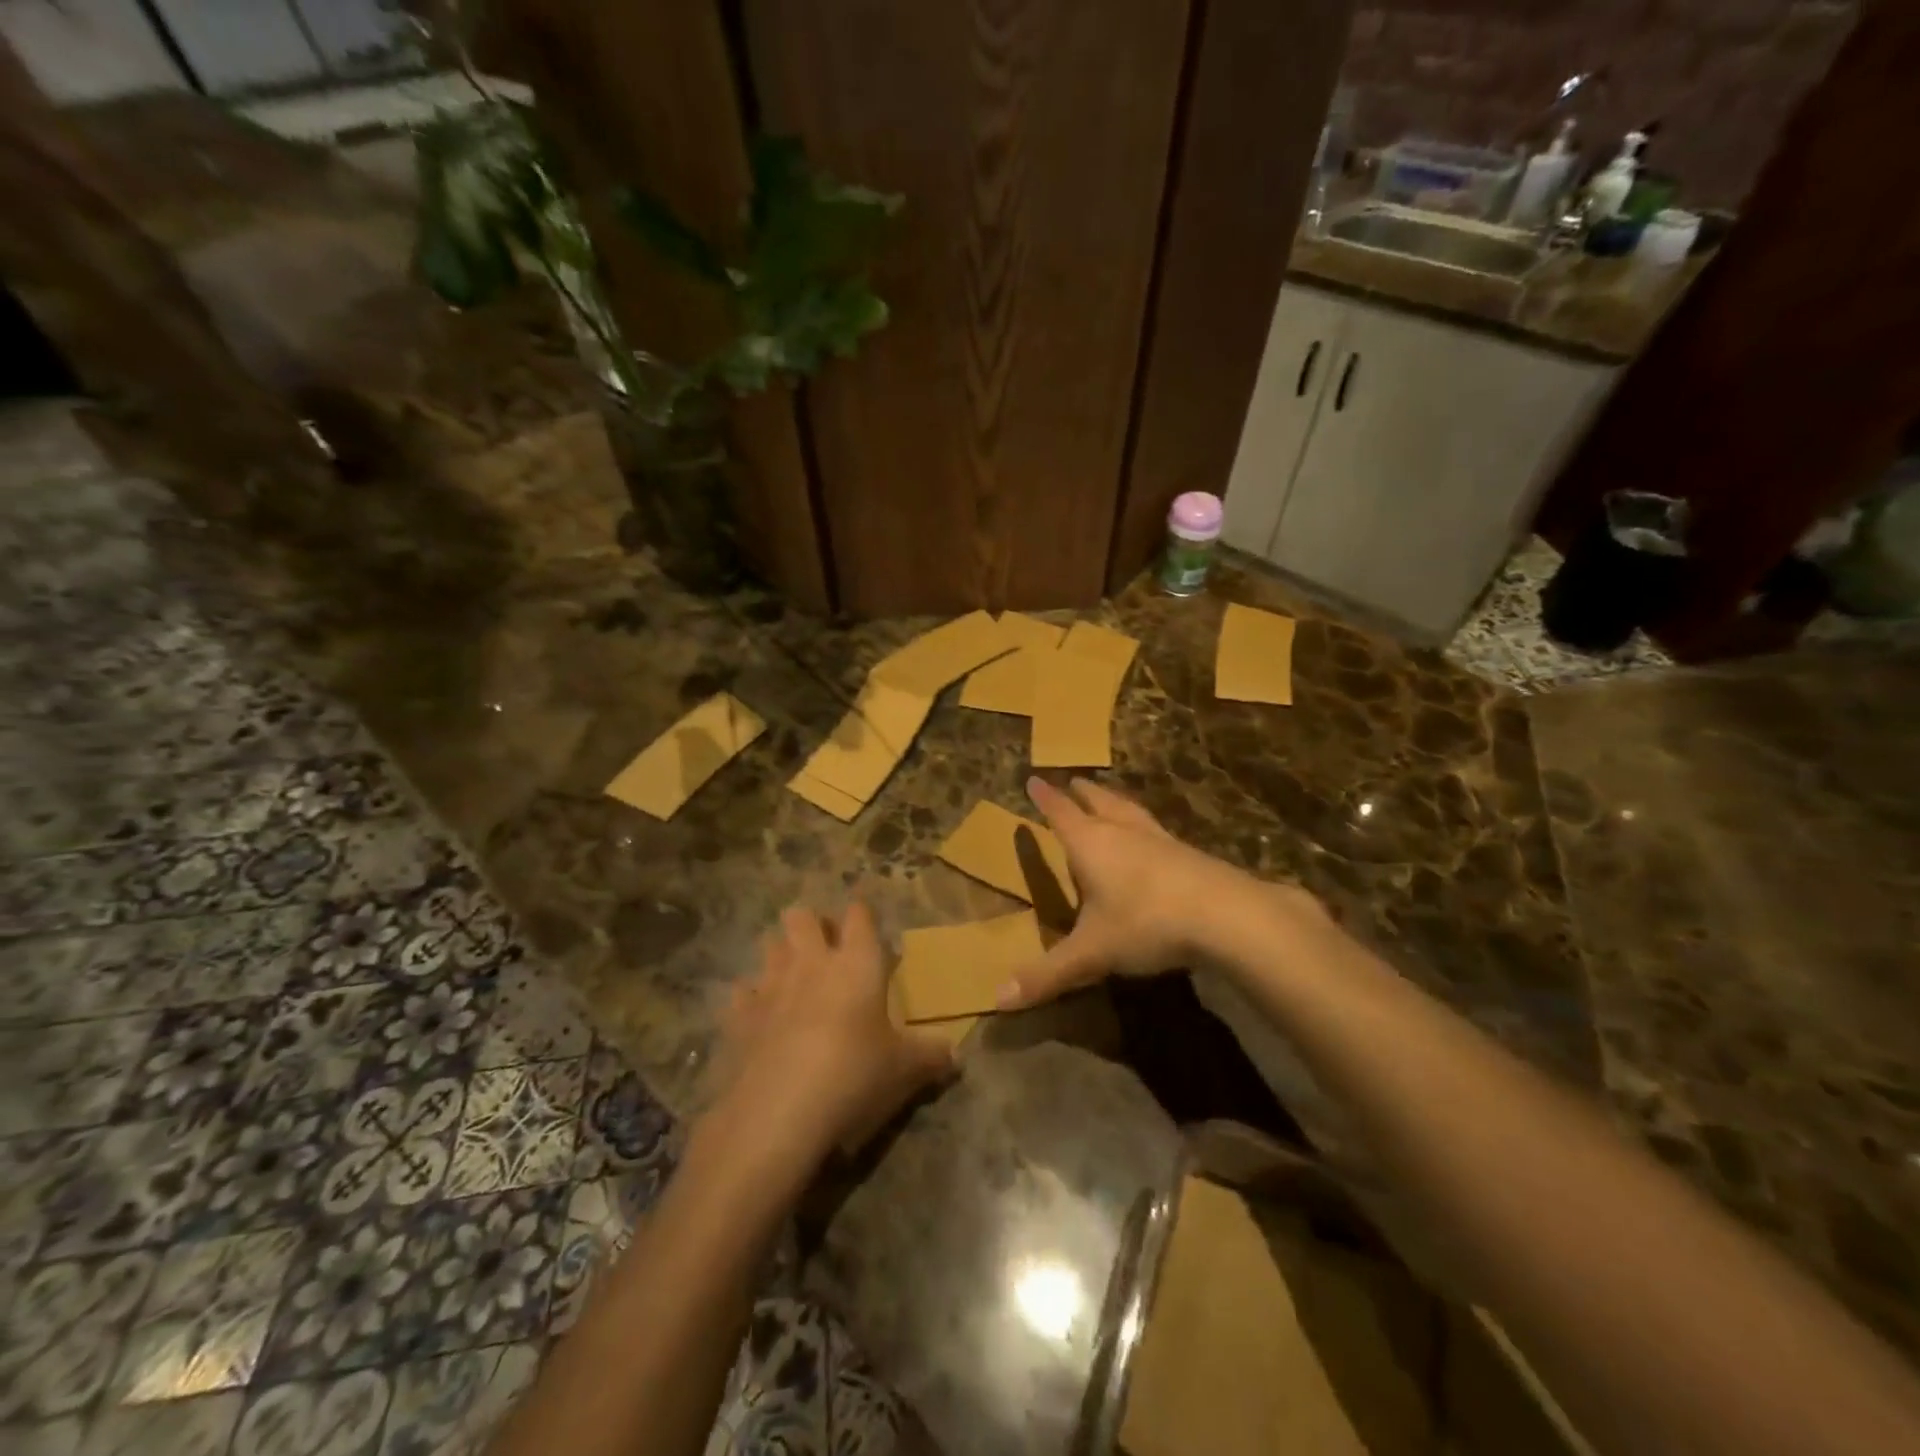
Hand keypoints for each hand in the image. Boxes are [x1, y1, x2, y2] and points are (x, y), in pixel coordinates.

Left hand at [709, 902, 954, 1175]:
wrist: (779, 1112)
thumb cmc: (854, 1075)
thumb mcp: (904, 1069)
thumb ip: (931, 1056)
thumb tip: (955, 1055)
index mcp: (856, 963)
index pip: (858, 916)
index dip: (861, 917)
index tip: (866, 928)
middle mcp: (811, 962)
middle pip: (802, 916)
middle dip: (811, 924)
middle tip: (825, 951)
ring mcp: (770, 985)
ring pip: (770, 945)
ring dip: (781, 954)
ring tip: (793, 978)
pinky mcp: (739, 1016)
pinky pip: (742, 991)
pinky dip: (750, 999)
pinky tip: (760, 1018)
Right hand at [1000, 777, 1260, 1007]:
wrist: (1226, 915)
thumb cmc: (1146, 923)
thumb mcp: (1091, 953)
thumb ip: (1047, 975)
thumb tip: (996, 999)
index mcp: (1091, 844)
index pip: (1061, 814)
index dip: (1045, 799)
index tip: (1034, 779)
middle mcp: (1123, 832)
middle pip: (1099, 802)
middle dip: (1082, 793)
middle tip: (1073, 781)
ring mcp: (1159, 840)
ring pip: (1130, 811)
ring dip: (1115, 801)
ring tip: (1110, 796)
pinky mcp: (1188, 854)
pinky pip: (1157, 830)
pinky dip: (1144, 825)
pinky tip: (1153, 838)